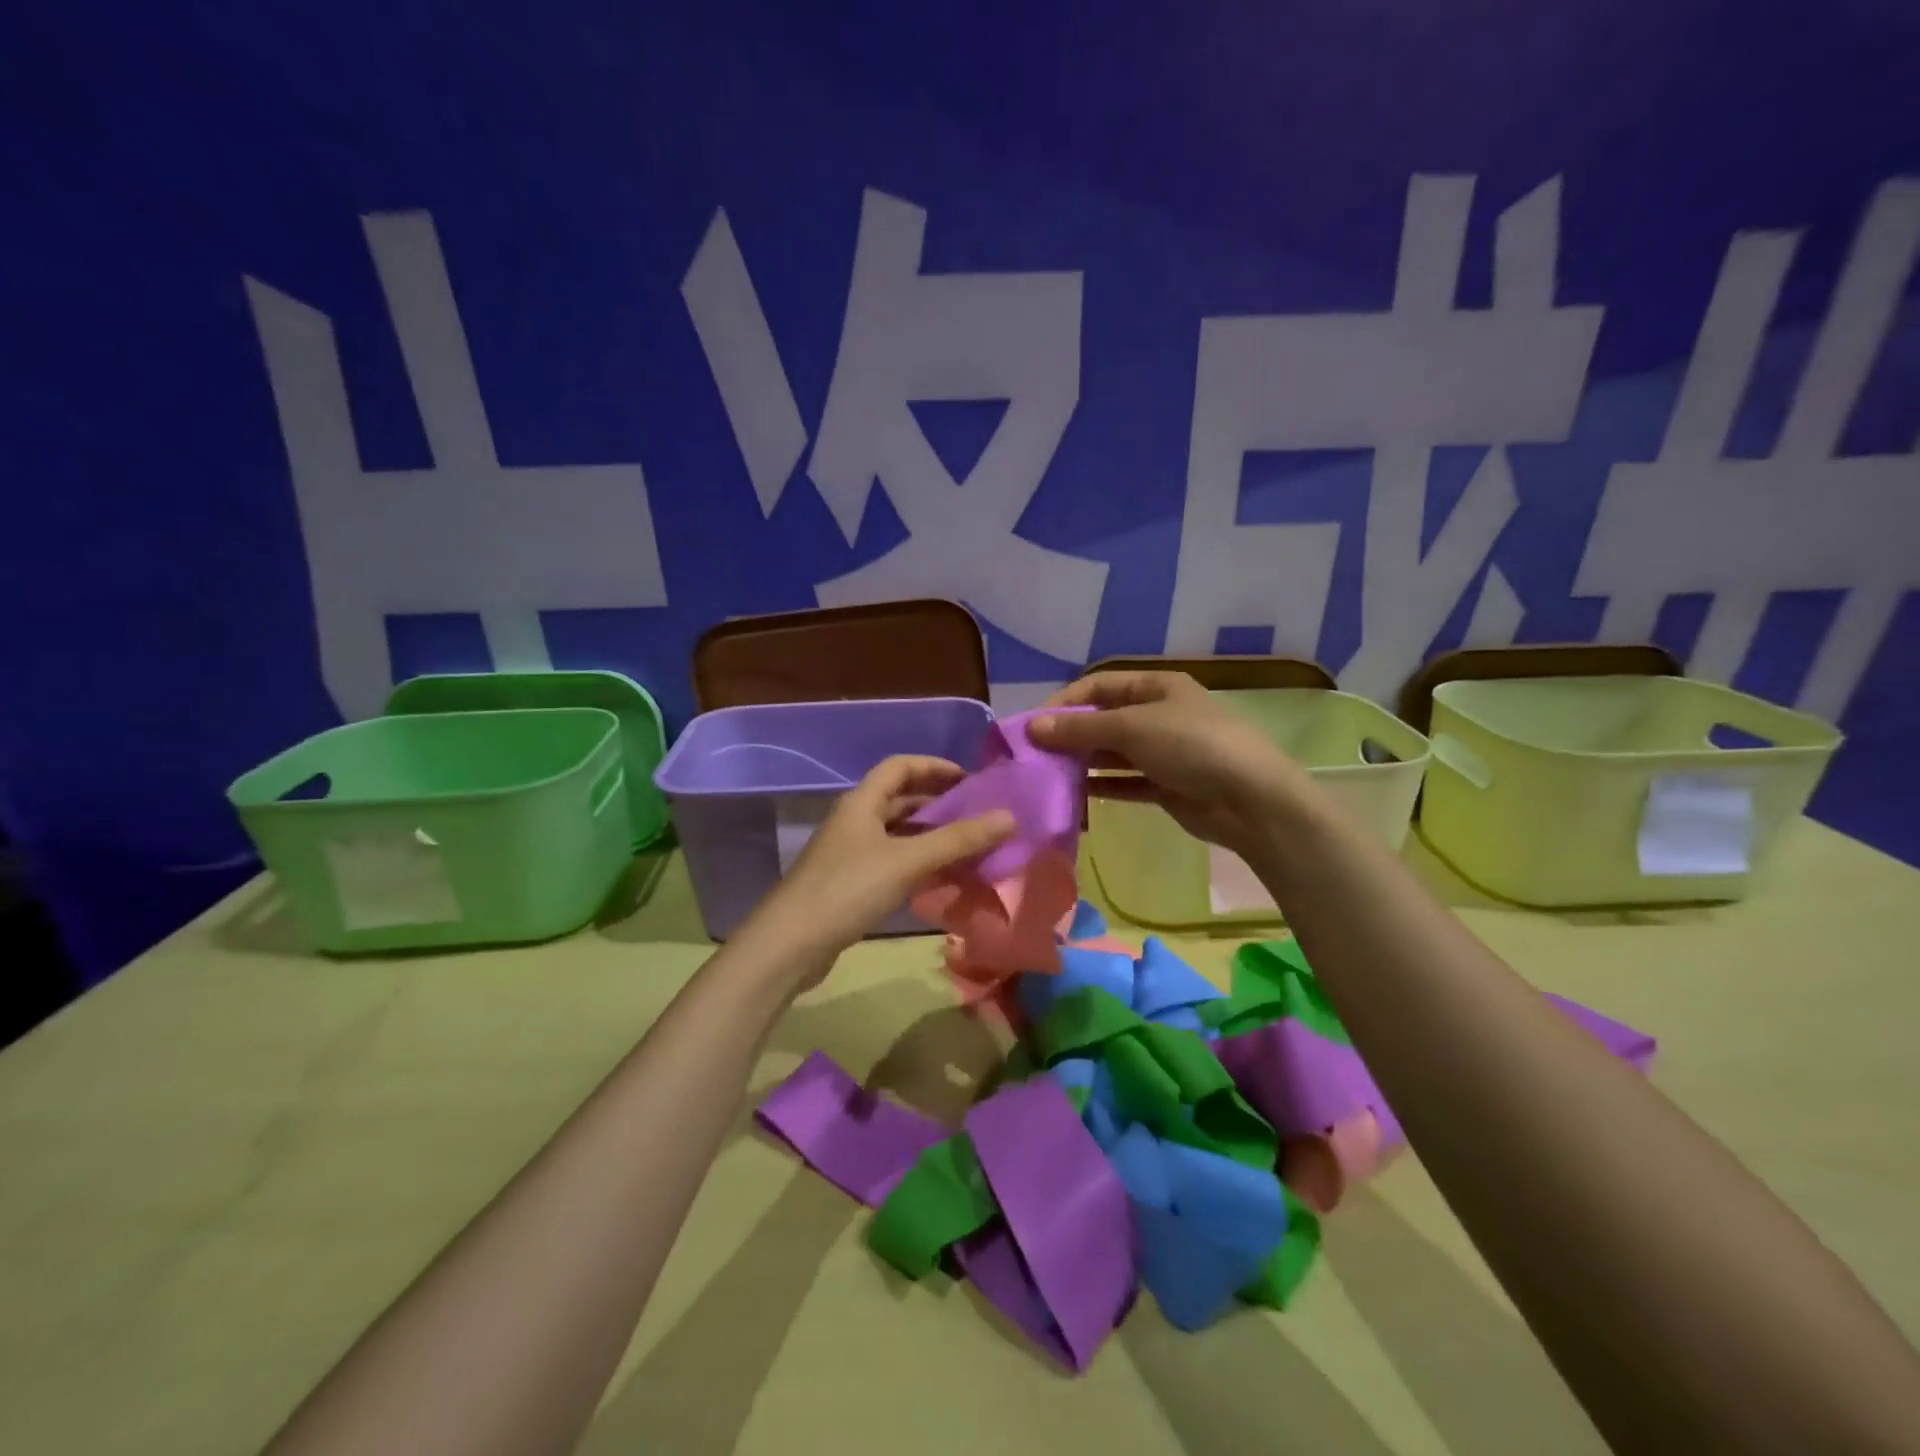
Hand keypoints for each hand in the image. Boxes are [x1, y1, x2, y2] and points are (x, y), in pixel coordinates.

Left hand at [753, 755, 1014, 971]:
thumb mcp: (907, 861)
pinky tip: (942, 880)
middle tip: (978, 816)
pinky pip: (893, 863)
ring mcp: (850, 854)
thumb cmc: (848, 889)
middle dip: (938, 804)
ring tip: (969, 848)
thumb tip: (1009, 816)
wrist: (790, 945)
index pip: (900, 766)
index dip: (934, 766)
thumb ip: (958, 839)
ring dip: (931, 837)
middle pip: (900, 800)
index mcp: (862, 802)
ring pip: (898, 835)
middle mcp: (855, 821)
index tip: (970, 779)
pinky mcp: (850, 885)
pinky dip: (918, 865)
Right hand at [1027, 671, 1315, 857]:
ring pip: (1113, 753)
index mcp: (1156, 687)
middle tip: (1035, 756)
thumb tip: (1032, 727)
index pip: (1099, 686)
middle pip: (1104, 720)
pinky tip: (1076, 796)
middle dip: (1070, 735)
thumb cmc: (1191, 746)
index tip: (1033, 725)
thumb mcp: (1132, 728)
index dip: (1065, 702)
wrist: (1251, 800)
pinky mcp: (1167, 786)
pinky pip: (1126, 782)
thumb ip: (1080, 729)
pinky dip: (1103, 787)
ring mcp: (1164, 752)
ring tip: (1048, 777)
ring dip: (1083, 763)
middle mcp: (1159, 715)